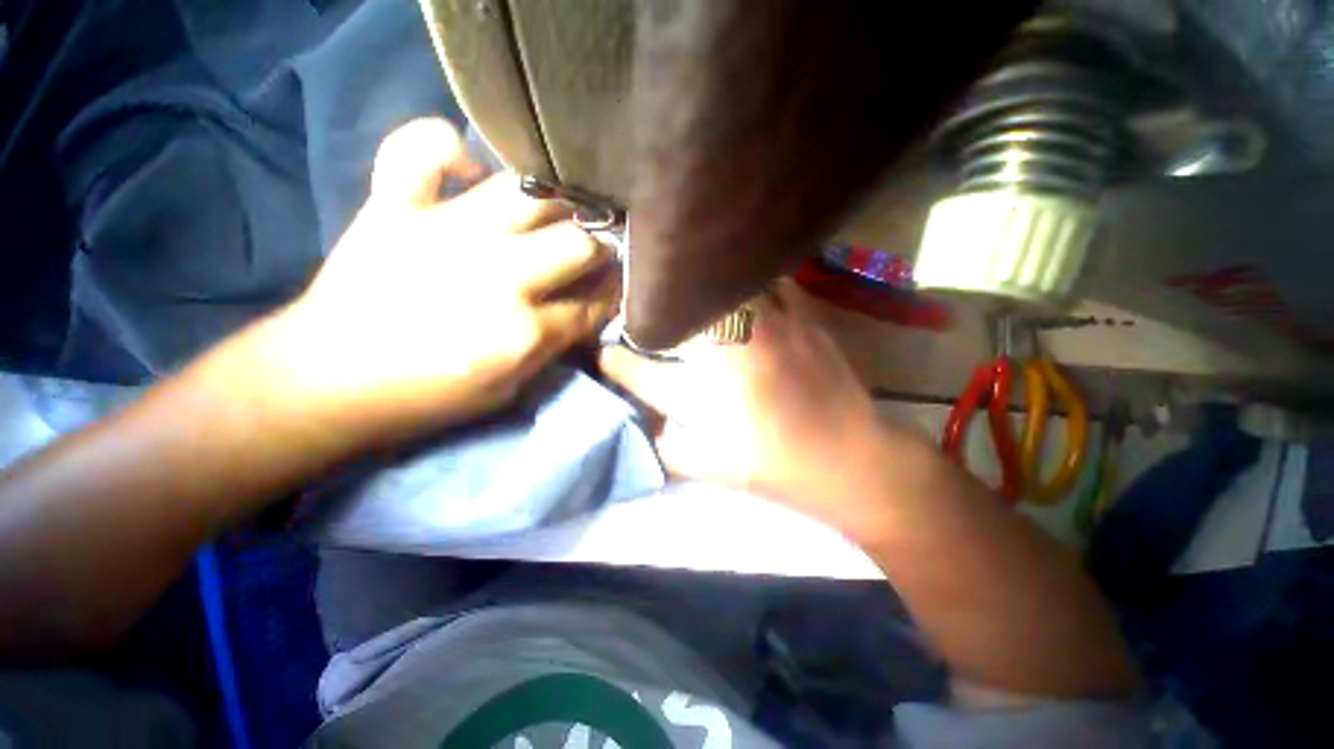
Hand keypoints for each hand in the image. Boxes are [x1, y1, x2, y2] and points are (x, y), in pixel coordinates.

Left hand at [262, 118, 617, 442]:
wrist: (325, 380)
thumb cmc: (425, 397)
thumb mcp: (508, 390)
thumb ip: (553, 347)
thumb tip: (585, 311)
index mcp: (521, 331)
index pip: (593, 303)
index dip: (613, 295)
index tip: (617, 288)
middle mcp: (496, 275)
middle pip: (577, 244)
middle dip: (597, 250)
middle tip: (592, 254)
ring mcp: (444, 231)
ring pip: (528, 193)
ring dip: (553, 204)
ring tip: (553, 215)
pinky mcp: (394, 206)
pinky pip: (424, 145)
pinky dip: (450, 146)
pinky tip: (468, 172)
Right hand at [601, 281, 944, 534]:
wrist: (850, 459)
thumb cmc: (773, 467)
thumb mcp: (708, 469)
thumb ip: (664, 443)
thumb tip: (641, 415)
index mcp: (706, 395)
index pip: (642, 372)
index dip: (617, 362)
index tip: (605, 353)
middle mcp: (731, 351)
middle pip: (677, 312)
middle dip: (647, 308)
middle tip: (635, 304)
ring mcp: (771, 325)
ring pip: (722, 284)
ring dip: (696, 286)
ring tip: (682, 286)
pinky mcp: (804, 315)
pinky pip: (769, 281)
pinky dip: (747, 281)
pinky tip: (739, 288)